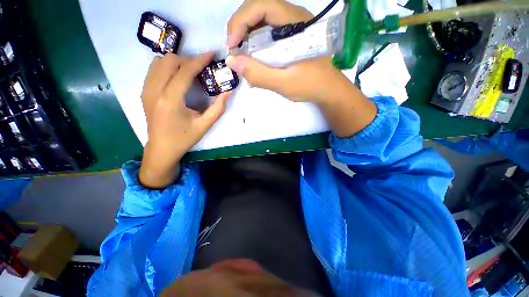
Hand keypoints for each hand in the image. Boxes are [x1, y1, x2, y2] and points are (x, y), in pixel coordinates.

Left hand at [139, 53, 230, 188]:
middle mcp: (154, 90)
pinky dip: (167, 68)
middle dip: (188, 60)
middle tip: (202, 69)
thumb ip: (218, 108)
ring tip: (190, 72)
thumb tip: (229, 91)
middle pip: (169, 60)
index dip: (199, 60)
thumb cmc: (184, 138)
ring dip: (176, 62)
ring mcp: (146, 90)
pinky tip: (178, 79)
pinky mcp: (144, 92)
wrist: (162, 149)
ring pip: (158, 62)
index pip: (184, 71)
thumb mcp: (205, 125)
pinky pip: (154, 70)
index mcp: (170, 100)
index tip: (211, 54)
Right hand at [226, 0, 376, 137]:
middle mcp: (294, 16)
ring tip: (241, 53)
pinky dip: (255, 40)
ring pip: (262, 18)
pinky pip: (267, 30)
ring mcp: (292, 25)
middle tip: (234, 49)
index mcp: (296, 22)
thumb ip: (259, 74)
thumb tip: (232, 62)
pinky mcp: (290, 35)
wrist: (328, 89)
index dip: (241, 21)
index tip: (232, 45)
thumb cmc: (310, 86)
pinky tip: (253, 55)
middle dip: (241, 26)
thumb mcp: (284, 83)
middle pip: (259, 7)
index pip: (261, 5)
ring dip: (247, 33)